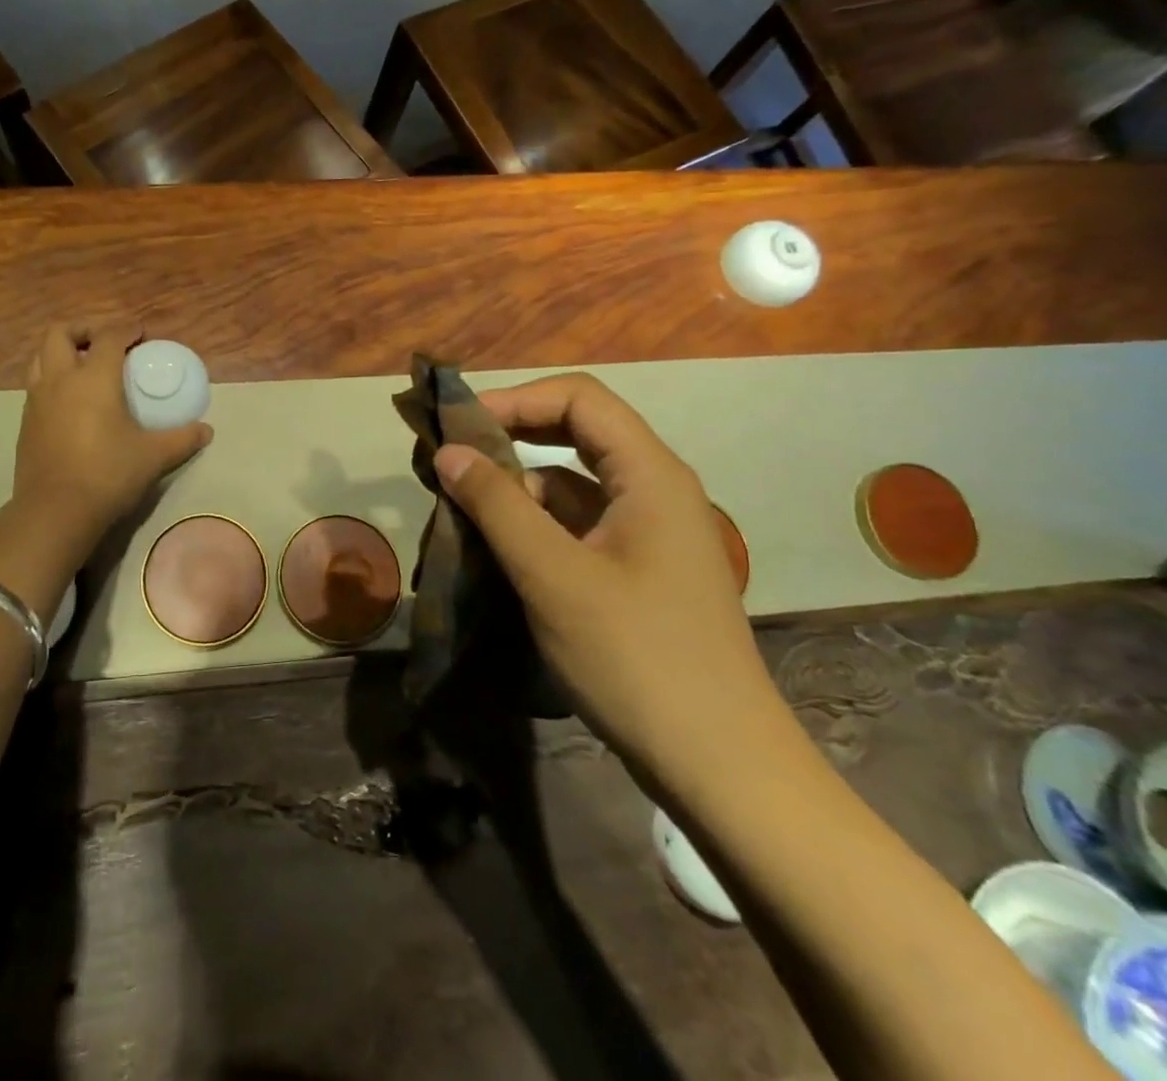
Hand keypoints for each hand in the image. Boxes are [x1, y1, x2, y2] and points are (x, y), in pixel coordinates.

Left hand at [12, 324, 212, 546]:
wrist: (55, 512)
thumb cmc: (108, 474)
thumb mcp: (154, 456)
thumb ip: (182, 439)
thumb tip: (206, 430)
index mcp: (93, 378)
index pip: (109, 337)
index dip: (126, 329)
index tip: (139, 333)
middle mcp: (60, 380)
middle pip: (60, 333)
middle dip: (83, 329)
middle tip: (104, 340)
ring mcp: (37, 400)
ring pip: (40, 357)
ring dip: (61, 352)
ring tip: (83, 365)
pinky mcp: (26, 422)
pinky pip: (36, 385)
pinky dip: (52, 379)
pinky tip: (71, 402)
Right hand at [432, 373, 790, 797]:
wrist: (718, 767)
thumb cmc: (637, 659)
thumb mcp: (554, 576)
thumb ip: (498, 506)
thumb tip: (448, 451)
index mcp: (650, 475)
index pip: (580, 399)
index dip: (516, 399)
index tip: (459, 427)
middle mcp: (653, 491)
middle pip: (575, 434)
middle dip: (510, 438)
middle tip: (450, 459)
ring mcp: (645, 534)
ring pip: (570, 483)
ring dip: (515, 487)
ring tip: (458, 508)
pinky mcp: (634, 571)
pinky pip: (575, 525)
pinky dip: (532, 526)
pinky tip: (492, 549)